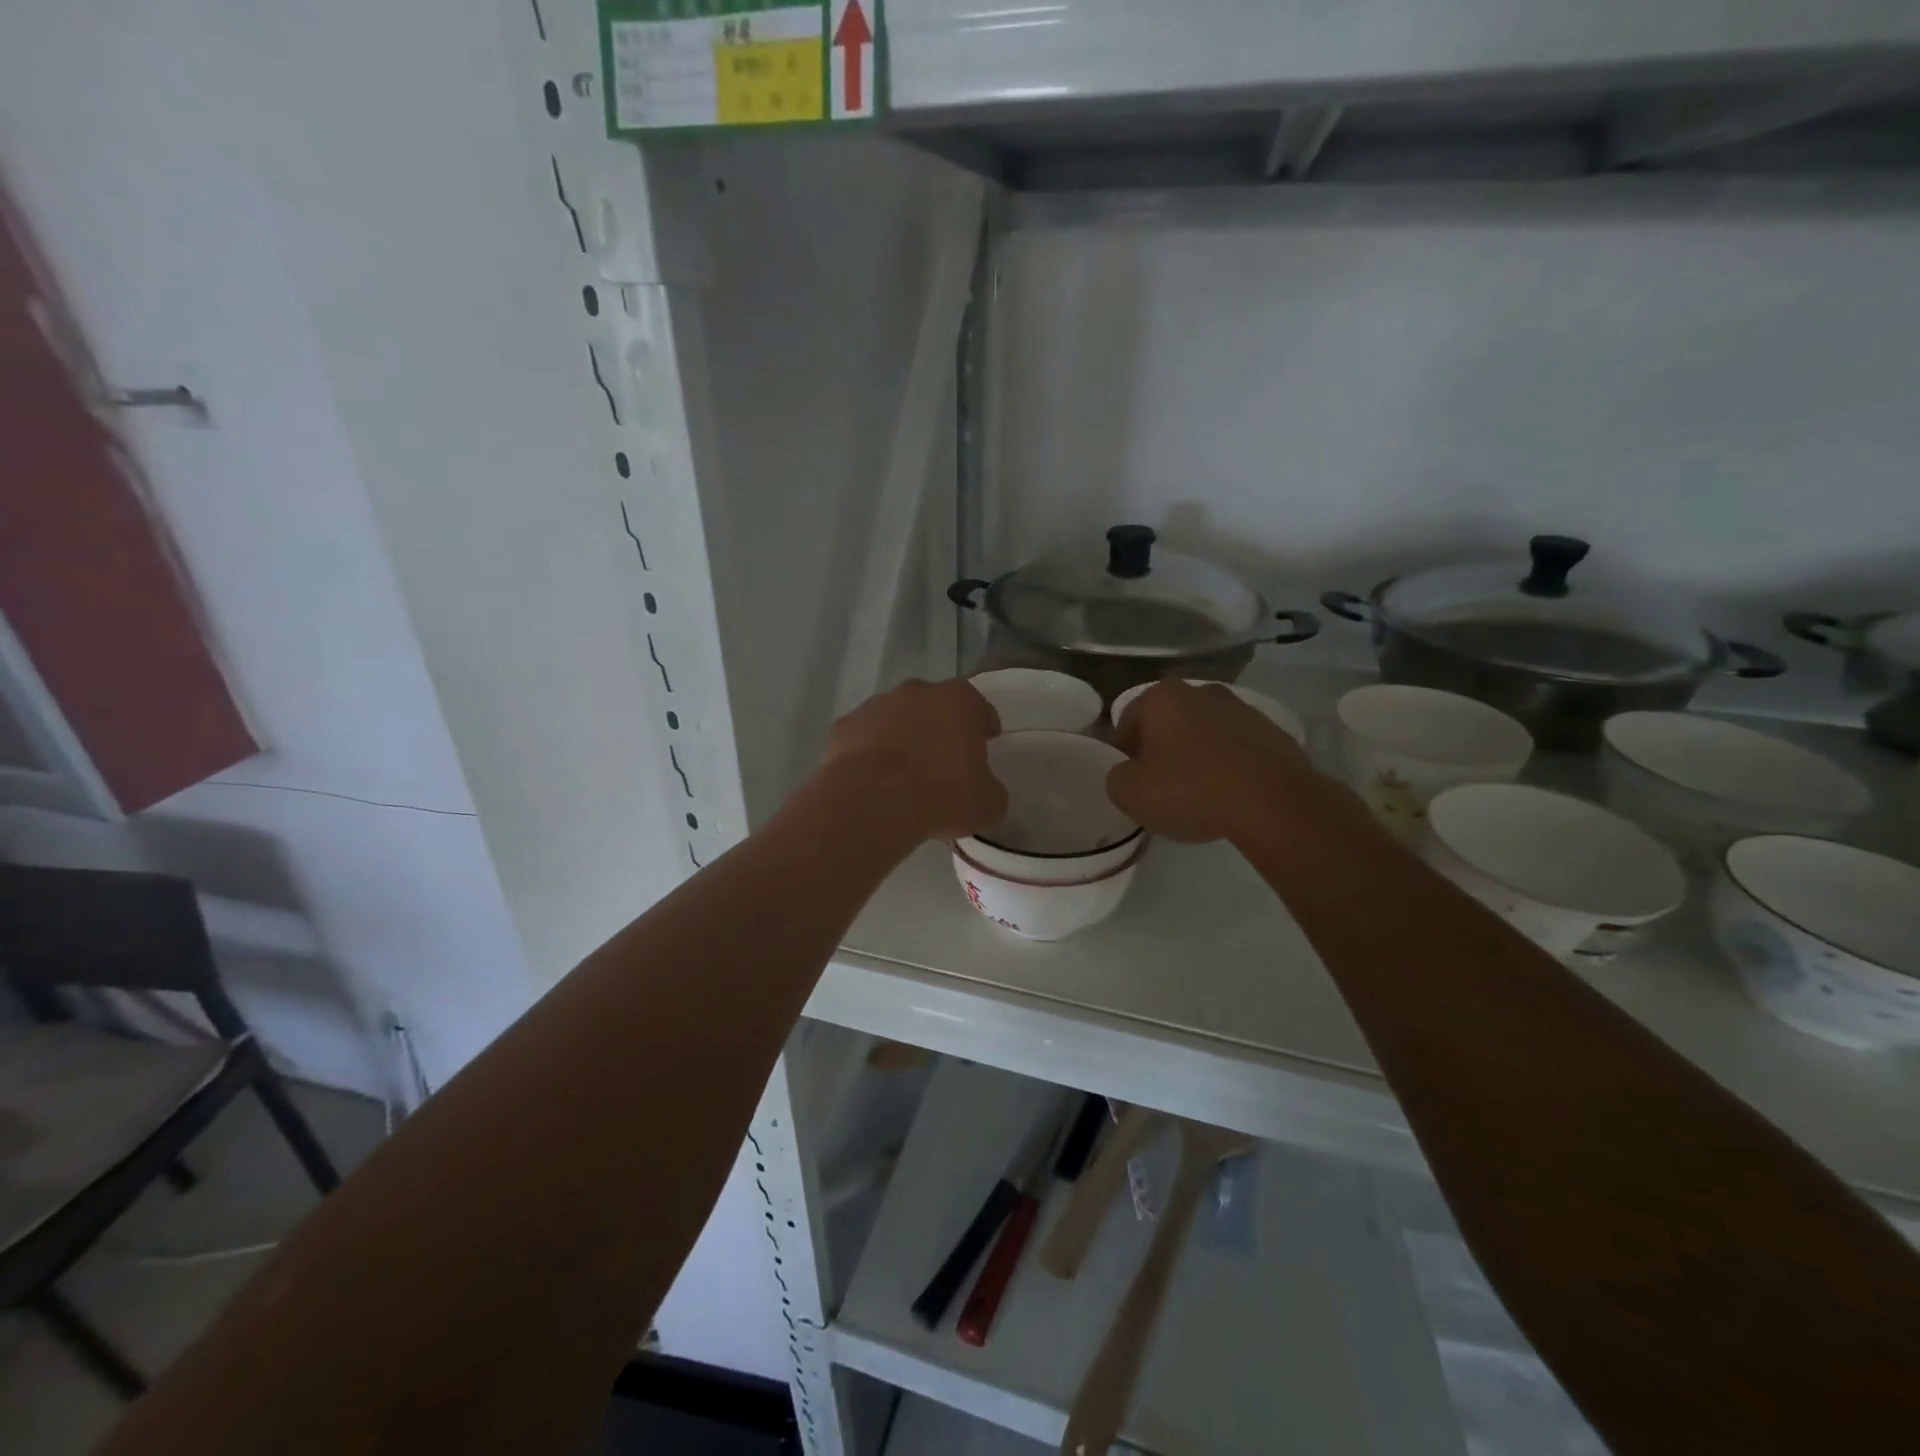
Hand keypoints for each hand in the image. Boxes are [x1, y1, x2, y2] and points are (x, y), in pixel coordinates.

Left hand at [819, 678, 1006, 843]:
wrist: (872, 801)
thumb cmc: (941, 795)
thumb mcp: (987, 804)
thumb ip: (991, 790)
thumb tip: (985, 791)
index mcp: (961, 700)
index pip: (980, 710)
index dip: (983, 730)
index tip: (983, 750)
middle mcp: (919, 691)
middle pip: (936, 708)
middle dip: (940, 730)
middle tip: (943, 765)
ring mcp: (877, 704)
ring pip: (897, 719)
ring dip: (903, 739)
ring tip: (904, 777)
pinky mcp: (845, 725)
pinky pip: (865, 738)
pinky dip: (870, 753)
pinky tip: (873, 782)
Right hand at [1106, 680, 1320, 843]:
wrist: (1272, 802)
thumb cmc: (1191, 790)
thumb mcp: (1130, 793)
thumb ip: (1117, 777)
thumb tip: (1129, 773)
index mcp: (1162, 697)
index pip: (1127, 722)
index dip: (1125, 755)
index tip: (1132, 783)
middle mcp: (1200, 691)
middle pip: (1168, 723)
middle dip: (1162, 750)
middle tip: (1162, 788)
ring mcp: (1241, 708)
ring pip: (1203, 733)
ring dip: (1196, 755)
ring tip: (1199, 794)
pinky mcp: (1272, 731)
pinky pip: (1236, 748)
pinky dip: (1228, 764)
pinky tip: (1230, 794)